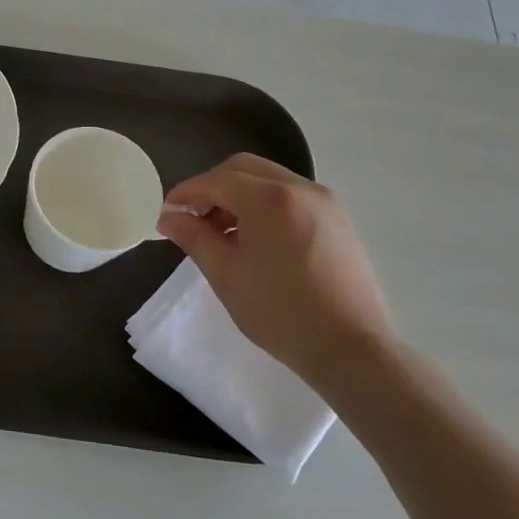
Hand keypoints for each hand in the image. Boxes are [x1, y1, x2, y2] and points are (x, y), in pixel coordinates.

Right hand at [157, 154, 394, 388]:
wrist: (352, 349)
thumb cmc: (279, 311)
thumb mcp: (225, 274)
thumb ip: (193, 237)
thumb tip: (168, 218)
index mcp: (268, 198)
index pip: (215, 180)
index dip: (185, 193)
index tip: (166, 212)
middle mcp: (299, 188)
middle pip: (244, 169)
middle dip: (213, 187)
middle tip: (194, 218)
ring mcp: (325, 203)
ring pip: (270, 180)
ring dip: (240, 195)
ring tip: (224, 233)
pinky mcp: (339, 221)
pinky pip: (292, 196)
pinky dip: (266, 205)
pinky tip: (257, 240)